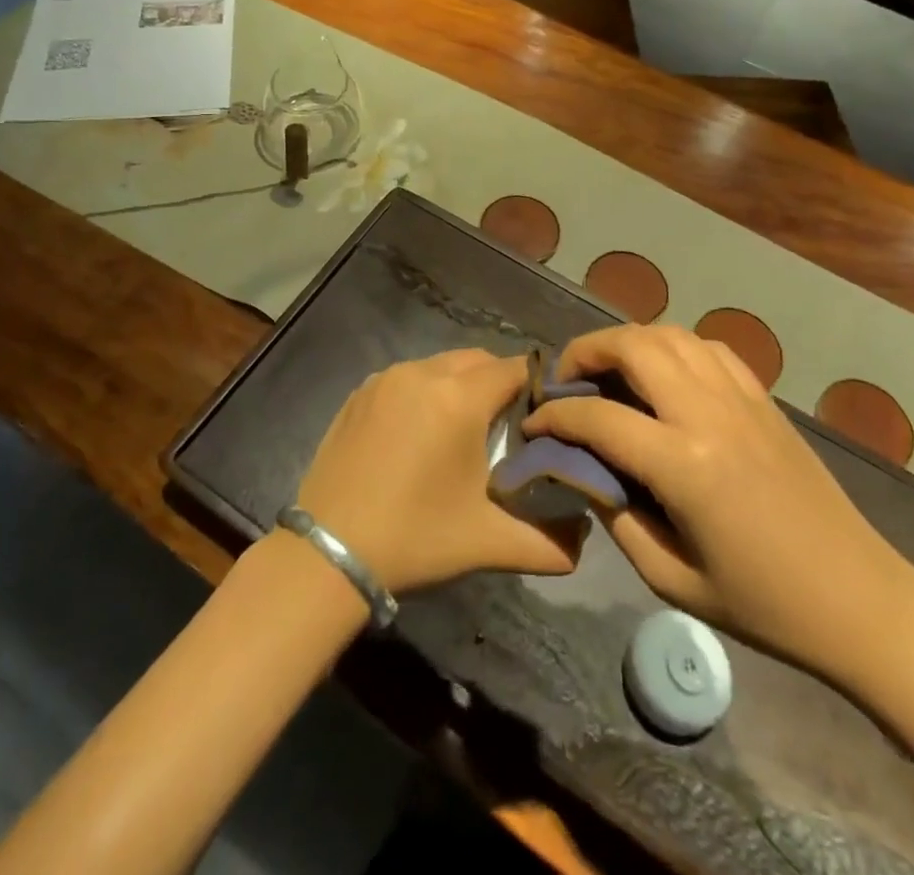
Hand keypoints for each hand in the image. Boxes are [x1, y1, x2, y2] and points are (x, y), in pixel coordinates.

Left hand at [297, 349, 586, 595]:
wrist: (329, 552)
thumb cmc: (415, 538)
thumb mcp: (488, 543)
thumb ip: (548, 542)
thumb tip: (584, 541)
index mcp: (458, 398)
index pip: (515, 369)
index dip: (536, 388)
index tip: (544, 417)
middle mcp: (422, 373)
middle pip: (478, 360)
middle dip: (499, 383)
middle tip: (507, 428)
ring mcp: (386, 379)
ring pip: (441, 365)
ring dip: (461, 386)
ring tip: (463, 431)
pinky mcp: (360, 392)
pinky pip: (407, 377)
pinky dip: (424, 392)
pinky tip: (420, 433)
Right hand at [522, 325, 913, 681]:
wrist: (860, 600)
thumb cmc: (763, 603)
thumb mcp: (671, 577)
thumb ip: (616, 515)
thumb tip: (582, 469)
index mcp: (684, 463)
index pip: (598, 417)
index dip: (555, 417)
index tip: (533, 423)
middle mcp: (709, 413)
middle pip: (633, 345)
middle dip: (586, 351)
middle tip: (566, 380)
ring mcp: (741, 397)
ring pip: (670, 334)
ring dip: (628, 341)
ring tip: (608, 370)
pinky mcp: (763, 397)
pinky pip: (708, 347)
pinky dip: (673, 346)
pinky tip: (664, 374)